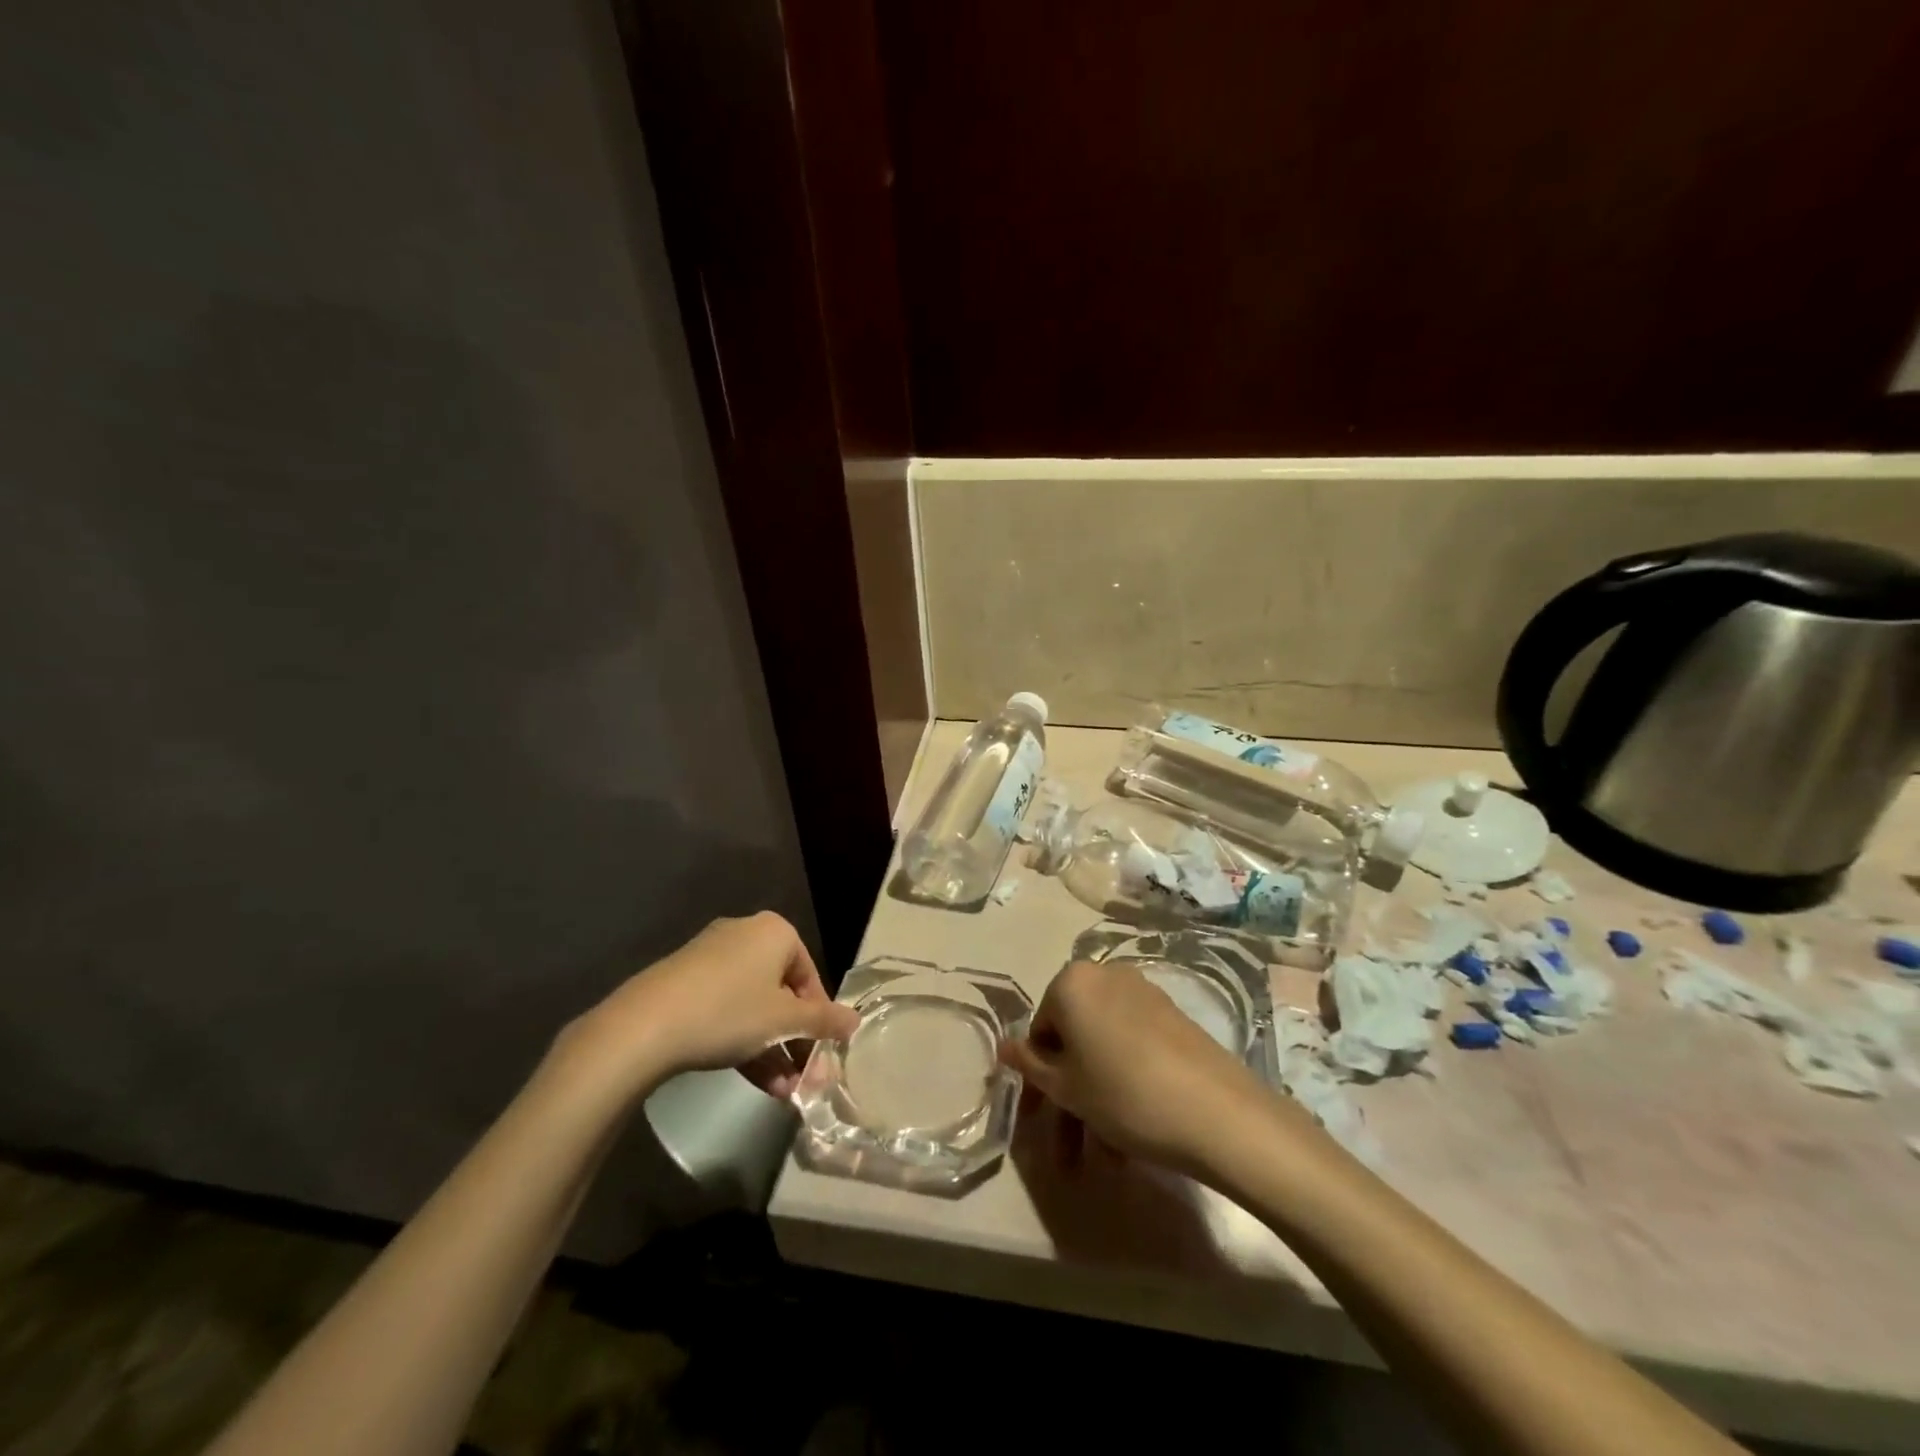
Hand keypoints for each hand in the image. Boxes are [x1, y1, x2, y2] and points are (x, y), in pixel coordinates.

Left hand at [558, 912, 859, 1101]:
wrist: (643, 1026)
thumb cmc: (728, 1012)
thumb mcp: (784, 1021)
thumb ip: (823, 1021)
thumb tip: (855, 1020)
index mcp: (775, 932)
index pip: (810, 976)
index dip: (819, 1019)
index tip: (821, 1056)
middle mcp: (745, 935)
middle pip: (782, 993)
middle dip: (795, 1042)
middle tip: (804, 1080)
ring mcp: (711, 958)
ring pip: (754, 1006)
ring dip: (772, 1050)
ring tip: (782, 1093)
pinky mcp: (685, 982)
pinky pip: (726, 1009)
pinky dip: (742, 1041)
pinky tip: (753, 1080)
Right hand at [999, 960, 1271, 1176]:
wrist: (1217, 1112)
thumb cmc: (1124, 1094)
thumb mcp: (1066, 1087)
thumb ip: (1030, 1064)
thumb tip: (1004, 1046)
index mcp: (1071, 982)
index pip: (1039, 1031)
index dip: (1036, 1080)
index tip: (1039, 1120)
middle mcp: (1106, 976)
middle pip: (1073, 1041)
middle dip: (1067, 1098)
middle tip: (1066, 1151)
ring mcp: (1143, 994)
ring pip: (1103, 1050)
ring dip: (1094, 1102)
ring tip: (1103, 1159)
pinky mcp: (1172, 1017)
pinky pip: (1131, 1049)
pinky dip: (1122, 1085)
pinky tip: (1128, 1136)